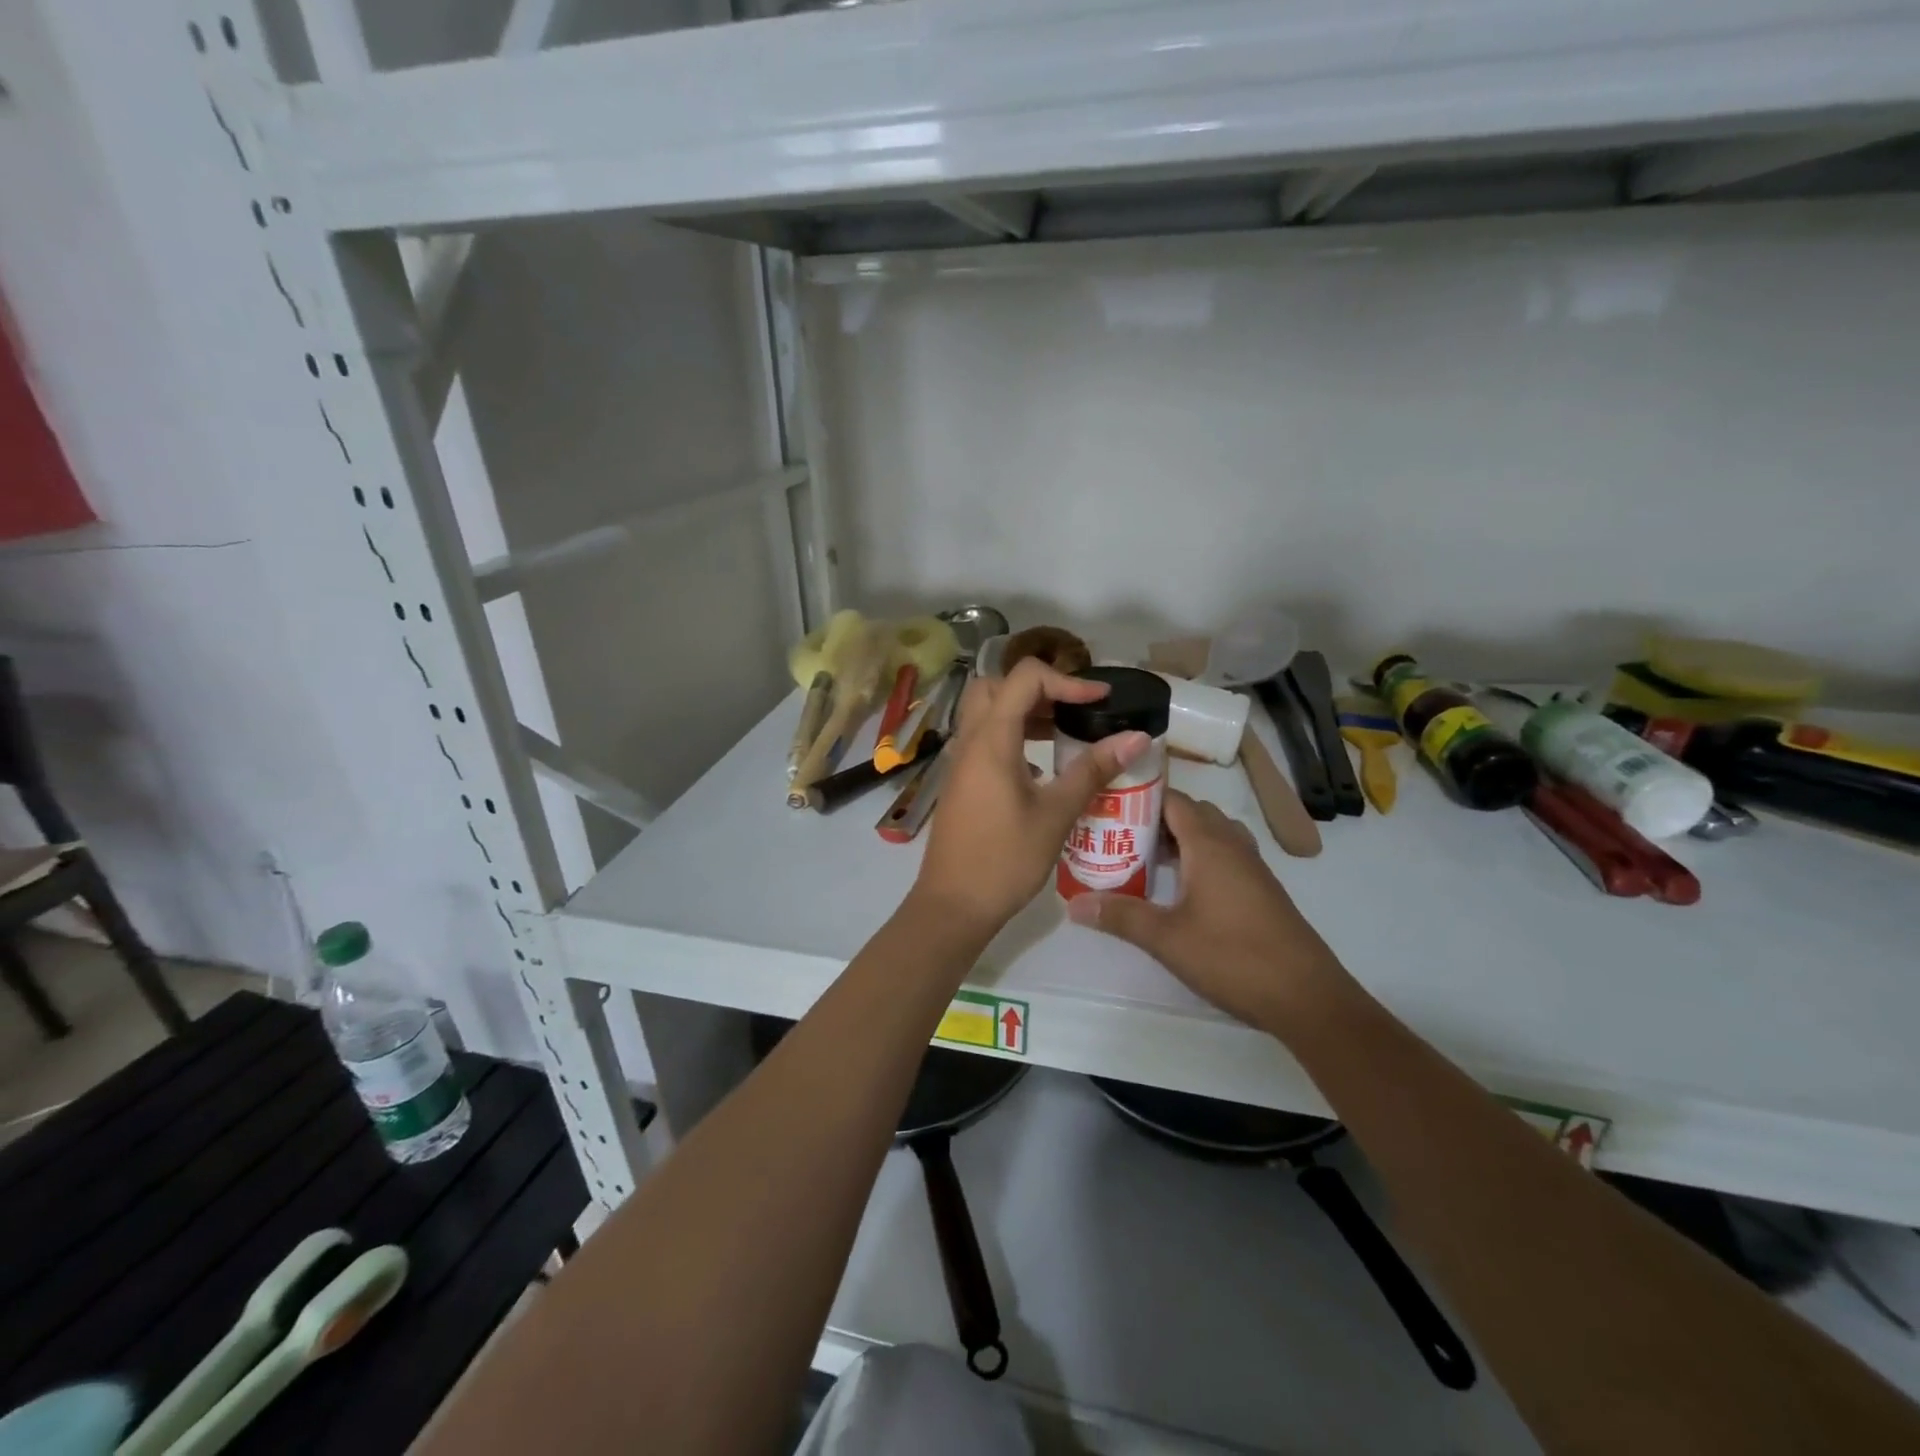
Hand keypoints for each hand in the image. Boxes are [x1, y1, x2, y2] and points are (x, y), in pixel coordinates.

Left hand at [913, 658, 1149, 936]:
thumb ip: (1093, 770)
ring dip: (1024, 710)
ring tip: (1065, 732)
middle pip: (997, 685)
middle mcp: (970, 740)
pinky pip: (984, 737)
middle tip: (1074, 709)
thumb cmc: (1005, 859)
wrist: (954, 904)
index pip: (1024, 677)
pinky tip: (1040, 765)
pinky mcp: (961, 780)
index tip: (1100, 700)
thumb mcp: (1056, 814)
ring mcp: (961, 760)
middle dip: (1039, 687)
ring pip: (987, 711)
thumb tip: (1137, 737)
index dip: (1067, 680)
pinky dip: (1012, 734)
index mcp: (991, 739)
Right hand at [1066, 790, 1355, 1031]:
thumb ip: (1120, 916)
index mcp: (1209, 844)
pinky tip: (1180, 887)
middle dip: (1155, 817)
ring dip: (1179, 838)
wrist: (1307, 997)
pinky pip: (1224, 855)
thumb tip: (1073, 904)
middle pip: (1191, 813)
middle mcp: (1232, 845)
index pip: (1172, 799)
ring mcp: (1252, 867)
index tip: (1106, 805)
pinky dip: (1199, 857)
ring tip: (1143, 857)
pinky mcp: (1261, 890)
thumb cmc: (1233, 957)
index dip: (1139, 796)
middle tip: (1117, 834)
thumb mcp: (1167, 938)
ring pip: (1211, 834)